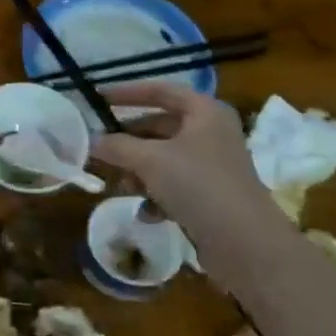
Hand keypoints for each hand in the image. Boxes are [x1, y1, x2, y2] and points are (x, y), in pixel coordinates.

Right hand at [89, 82, 284, 262]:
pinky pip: (174, 186)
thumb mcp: (150, 160)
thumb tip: (89, 140)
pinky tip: (144, 214)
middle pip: (160, 126)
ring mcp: (213, 166)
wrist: (246, 244)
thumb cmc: (198, 186)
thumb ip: (117, 146)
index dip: (127, 92)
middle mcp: (211, 133)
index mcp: (205, 112)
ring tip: (118, 186)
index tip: (97, 99)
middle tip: (98, 148)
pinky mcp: (211, 196)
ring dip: (138, 171)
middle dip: (128, 140)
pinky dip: (156, 195)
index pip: (160, 90)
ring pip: (164, 158)